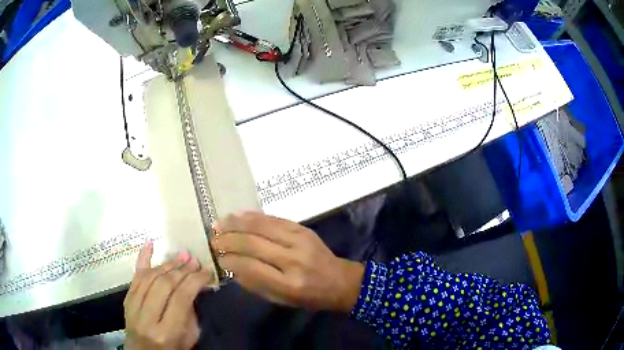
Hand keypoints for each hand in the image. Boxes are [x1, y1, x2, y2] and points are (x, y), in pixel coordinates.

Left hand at [124, 241, 214, 349]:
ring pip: (149, 277)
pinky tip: (149, 243)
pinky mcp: (126, 300)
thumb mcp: (189, 339)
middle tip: (195, 260)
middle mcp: (146, 317)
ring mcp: (133, 307)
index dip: (195, 281)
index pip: (181, 298)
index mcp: (166, 332)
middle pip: (164, 284)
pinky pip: (134, 276)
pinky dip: (142, 258)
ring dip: (167, 264)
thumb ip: (190, 313)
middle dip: (182, 269)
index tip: (207, 271)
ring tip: (181, 256)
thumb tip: (194, 285)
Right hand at [211, 212, 364, 311]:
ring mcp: (300, 240)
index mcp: (288, 284)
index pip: (250, 267)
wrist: (340, 281)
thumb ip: (255, 284)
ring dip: (236, 223)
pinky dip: (252, 217)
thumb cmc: (309, 297)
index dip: (229, 260)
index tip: (217, 257)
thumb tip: (230, 266)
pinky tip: (238, 216)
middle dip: (228, 239)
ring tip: (219, 224)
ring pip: (261, 226)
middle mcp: (293, 260)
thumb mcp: (281, 300)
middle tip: (213, 239)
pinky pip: (273, 218)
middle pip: (253, 243)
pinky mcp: (303, 229)